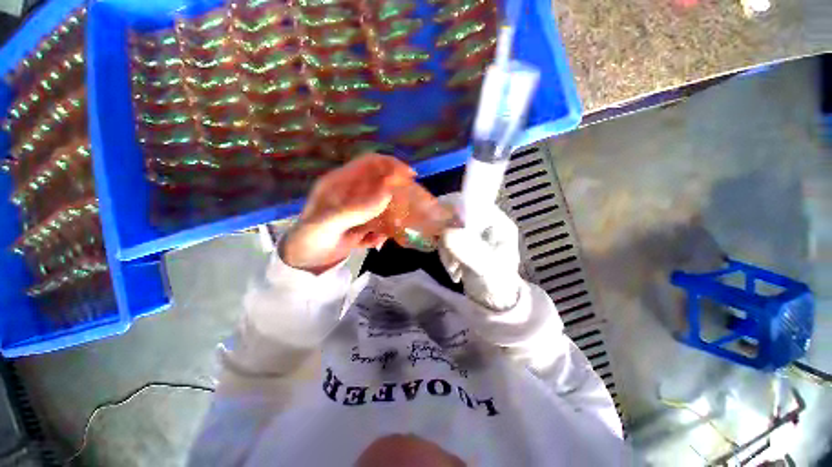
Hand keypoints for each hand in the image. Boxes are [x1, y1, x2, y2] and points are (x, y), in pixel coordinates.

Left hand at [281, 154, 415, 273]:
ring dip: (390, 216)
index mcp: (340, 183)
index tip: (410, 176)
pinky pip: (379, 223)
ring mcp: (357, 209)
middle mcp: (351, 192)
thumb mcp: (327, 223)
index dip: (390, 164)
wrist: (304, 263)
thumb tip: (387, 195)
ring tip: (392, 228)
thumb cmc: (309, 239)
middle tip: (411, 203)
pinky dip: (381, 232)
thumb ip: (355, 209)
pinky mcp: (361, 224)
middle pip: (380, 182)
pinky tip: (373, 242)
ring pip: (382, 204)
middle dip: (396, 192)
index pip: (369, 163)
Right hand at [439, 193, 522, 310]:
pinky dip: (444, 252)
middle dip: (448, 237)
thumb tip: (447, 232)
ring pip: (448, 227)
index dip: (454, 207)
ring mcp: (472, 230)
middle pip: (456, 214)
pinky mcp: (462, 239)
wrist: (491, 300)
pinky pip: (445, 237)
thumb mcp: (485, 268)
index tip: (438, 223)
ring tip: (453, 269)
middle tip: (450, 258)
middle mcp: (485, 221)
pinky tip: (452, 267)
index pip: (473, 202)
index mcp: (498, 222)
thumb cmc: (495, 284)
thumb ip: (469, 251)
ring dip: (445, 248)